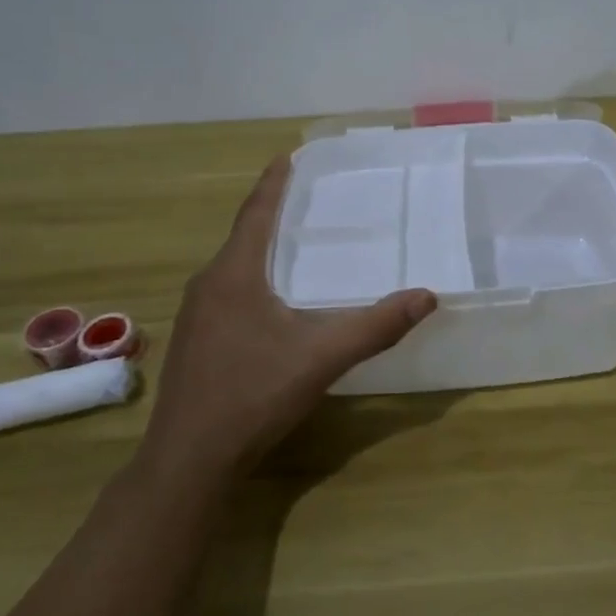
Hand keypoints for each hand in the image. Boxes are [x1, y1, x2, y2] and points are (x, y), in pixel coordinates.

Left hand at [142, 156, 436, 483]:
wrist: (189, 460)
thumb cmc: (253, 394)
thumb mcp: (322, 357)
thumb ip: (375, 326)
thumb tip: (427, 296)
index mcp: (234, 275)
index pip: (256, 212)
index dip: (274, 182)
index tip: (288, 155)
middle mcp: (208, 285)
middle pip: (244, 236)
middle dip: (273, 213)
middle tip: (308, 198)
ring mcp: (195, 316)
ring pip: (234, 268)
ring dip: (261, 249)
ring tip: (294, 243)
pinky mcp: (195, 343)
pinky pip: (227, 293)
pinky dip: (253, 280)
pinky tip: (273, 302)